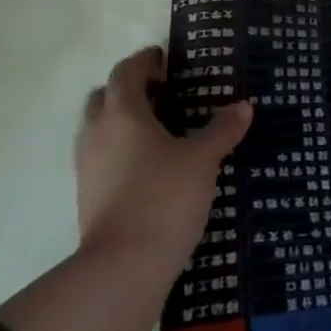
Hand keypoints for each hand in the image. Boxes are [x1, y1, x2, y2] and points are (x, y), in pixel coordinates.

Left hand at [75, 46, 251, 267]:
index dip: (145, 61)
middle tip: (163, 95)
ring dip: (123, 122)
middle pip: (105, 96)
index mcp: (122, 113)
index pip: (126, 72)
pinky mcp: (88, 197)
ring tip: (161, 132)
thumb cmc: (164, 198)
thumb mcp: (203, 160)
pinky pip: (102, 158)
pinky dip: (121, 152)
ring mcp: (88, 167)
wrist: (122, 270)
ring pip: (100, 129)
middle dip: (130, 90)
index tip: (166, 61)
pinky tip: (151, 167)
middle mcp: (97, 134)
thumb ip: (222, 130)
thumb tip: (243, 106)